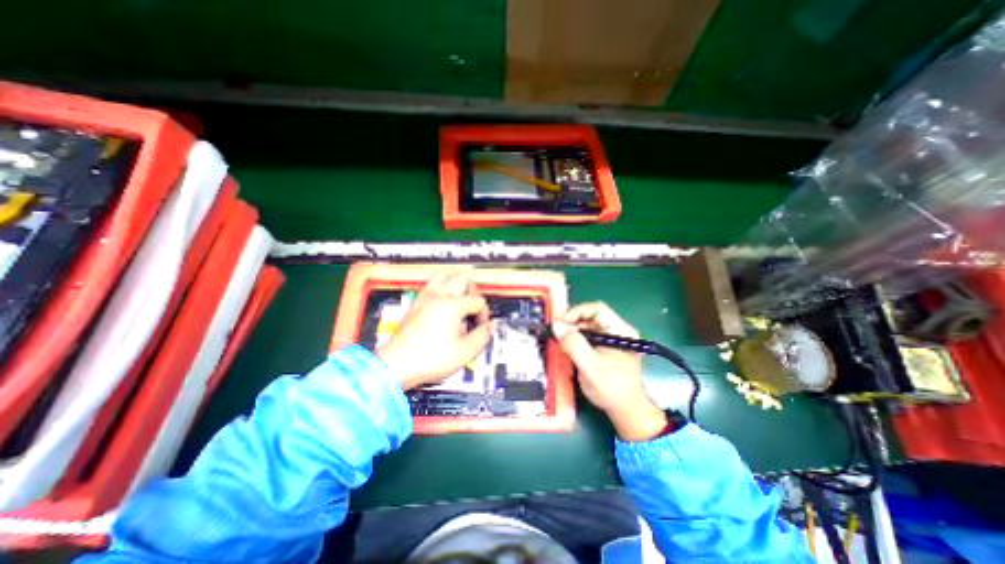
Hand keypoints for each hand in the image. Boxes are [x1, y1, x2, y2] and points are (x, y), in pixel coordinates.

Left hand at [375, 272, 492, 388]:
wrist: (396, 365)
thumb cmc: (430, 359)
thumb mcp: (464, 352)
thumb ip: (482, 336)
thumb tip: (489, 326)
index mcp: (452, 306)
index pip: (477, 300)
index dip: (484, 314)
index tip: (481, 327)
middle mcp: (439, 296)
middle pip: (463, 279)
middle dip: (474, 292)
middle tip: (474, 309)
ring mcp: (425, 297)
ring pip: (445, 275)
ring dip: (457, 284)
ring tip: (461, 299)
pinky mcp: (416, 302)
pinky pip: (432, 283)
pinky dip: (443, 286)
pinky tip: (445, 301)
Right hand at [553, 305, 669, 439]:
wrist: (626, 410)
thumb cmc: (611, 389)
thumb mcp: (590, 366)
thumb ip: (573, 344)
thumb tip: (556, 326)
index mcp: (620, 330)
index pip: (596, 309)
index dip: (575, 313)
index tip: (559, 324)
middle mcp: (618, 330)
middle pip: (590, 316)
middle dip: (572, 323)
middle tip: (556, 333)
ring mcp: (612, 338)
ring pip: (587, 326)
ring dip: (572, 332)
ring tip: (560, 341)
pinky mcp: (606, 347)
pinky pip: (588, 336)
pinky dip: (576, 340)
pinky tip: (567, 349)